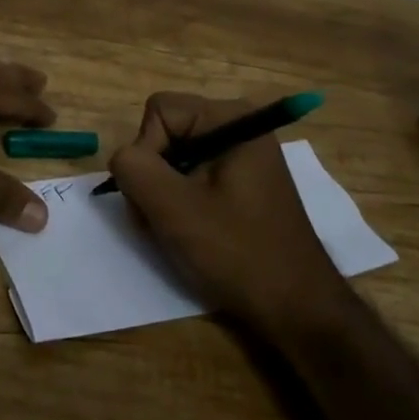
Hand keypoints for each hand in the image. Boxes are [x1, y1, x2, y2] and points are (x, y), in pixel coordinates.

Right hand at [108, 92, 342, 329]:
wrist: (296, 308)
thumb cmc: (239, 253)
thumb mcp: (175, 209)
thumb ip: (135, 169)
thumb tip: (122, 158)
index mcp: (231, 118)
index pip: (159, 111)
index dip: (146, 152)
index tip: (160, 197)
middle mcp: (238, 125)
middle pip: (166, 132)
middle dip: (153, 176)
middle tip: (162, 220)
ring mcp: (241, 154)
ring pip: (174, 156)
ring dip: (163, 194)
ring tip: (176, 231)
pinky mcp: (240, 181)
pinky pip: (192, 175)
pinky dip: (180, 202)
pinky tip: (191, 232)